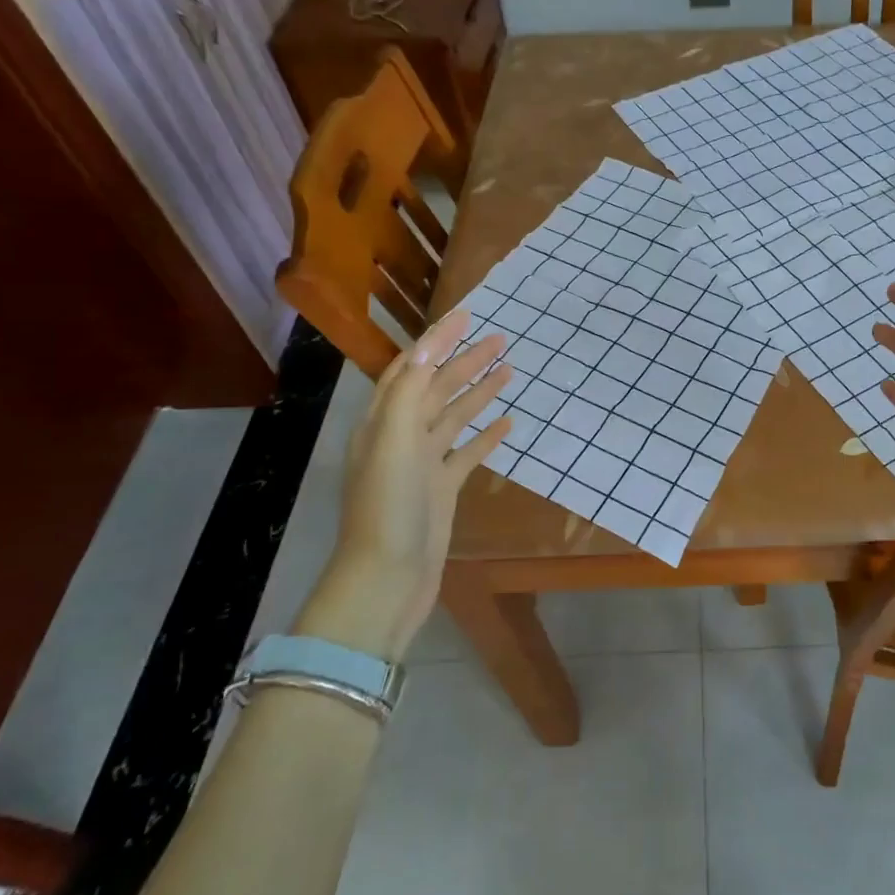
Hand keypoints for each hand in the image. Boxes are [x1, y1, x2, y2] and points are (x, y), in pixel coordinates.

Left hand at [293, 308, 512, 660]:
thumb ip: (410, 392)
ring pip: (455, 418)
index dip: (438, 341)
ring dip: (479, 393)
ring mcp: (423, 465)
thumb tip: (430, 346)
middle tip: (502, 340)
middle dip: (467, 362)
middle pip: (438, 389)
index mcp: (384, 421)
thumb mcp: (393, 440)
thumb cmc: (388, 505)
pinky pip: (467, 453)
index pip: (413, 369)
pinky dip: (486, 437)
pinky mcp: (442, 490)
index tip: (467, 317)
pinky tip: (507, 424)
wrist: (388, 577)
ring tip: (509, 371)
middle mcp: (401, 437)